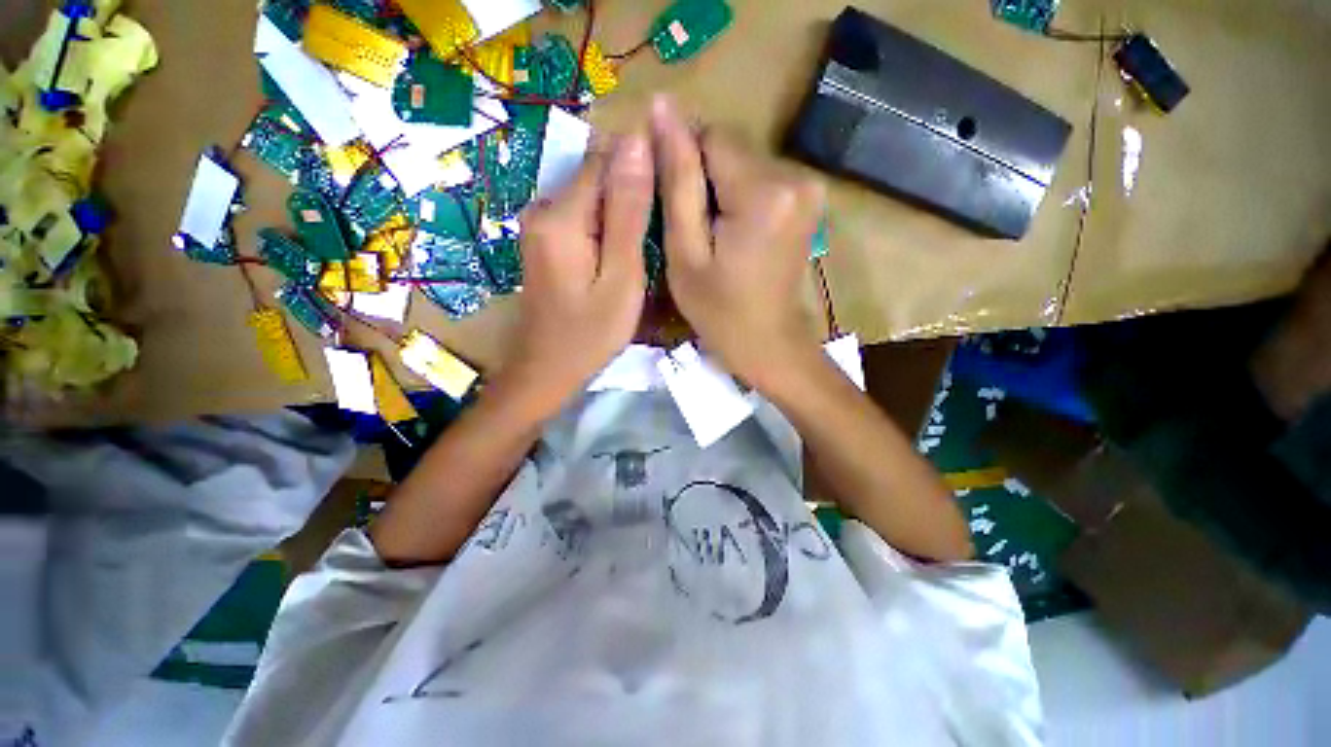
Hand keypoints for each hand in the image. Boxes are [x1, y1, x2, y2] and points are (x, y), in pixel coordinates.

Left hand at [503, 133, 654, 414]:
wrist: (547, 369)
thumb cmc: (590, 334)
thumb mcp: (620, 278)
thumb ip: (628, 212)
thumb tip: (637, 141)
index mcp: (561, 216)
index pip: (607, 159)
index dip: (642, 165)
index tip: (669, 192)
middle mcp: (542, 208)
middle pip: (597, 175)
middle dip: (631, 191)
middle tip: (659, 229)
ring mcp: (539, 224)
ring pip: (591, 194)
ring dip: (621, 208)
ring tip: (643, 243)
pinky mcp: (543, 239)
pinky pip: (581, 214)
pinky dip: (604, 223)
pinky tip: (621, 249)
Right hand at [651, 95, 826, 394]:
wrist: (769, 344)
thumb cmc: (720, 311)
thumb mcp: (686, 253)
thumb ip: (676, 181)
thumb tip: (661, 109)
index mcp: (764, 191)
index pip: (710, 137)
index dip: (683, 166)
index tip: (673, 206)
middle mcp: (796, 175)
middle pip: (729, 150)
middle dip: (703, 181)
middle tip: (694, 233)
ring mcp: (809, 186)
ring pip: (742, 164)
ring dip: (719, 192)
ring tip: (713, 240)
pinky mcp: (809, 199)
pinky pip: (759, 180)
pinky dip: (739, 200)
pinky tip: (732, 237)